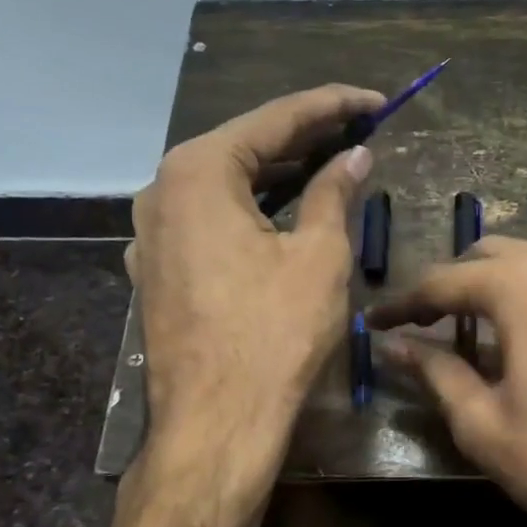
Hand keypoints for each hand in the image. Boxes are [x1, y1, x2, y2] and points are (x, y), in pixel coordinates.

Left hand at [129, 84, 382, 495]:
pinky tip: (279, 211)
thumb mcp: (319, 256)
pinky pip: (207, 219)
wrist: (216, 424)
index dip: (333, 106)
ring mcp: (150, 232)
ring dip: (276, 172)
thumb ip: (334, 193)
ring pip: (223, 183)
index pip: (275, 118)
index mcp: (197, 171)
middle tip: (358, 129)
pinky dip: (247, 207)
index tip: (376, 102)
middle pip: (243, 146)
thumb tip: (355, 156)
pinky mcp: (155, 268)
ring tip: (328, 161)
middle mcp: (161, 190)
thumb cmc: (274, 334)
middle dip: (303, 135)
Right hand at [369, 233, 526, 526]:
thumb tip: (394, 346)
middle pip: (493, 252)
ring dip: (506, 273)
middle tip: (431, 321)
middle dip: (455, 281)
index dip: (405, 301)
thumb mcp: (485, 425)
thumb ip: (437, 373)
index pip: (445, 280)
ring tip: (488, 315)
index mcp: (522, 290)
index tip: (378, 323)